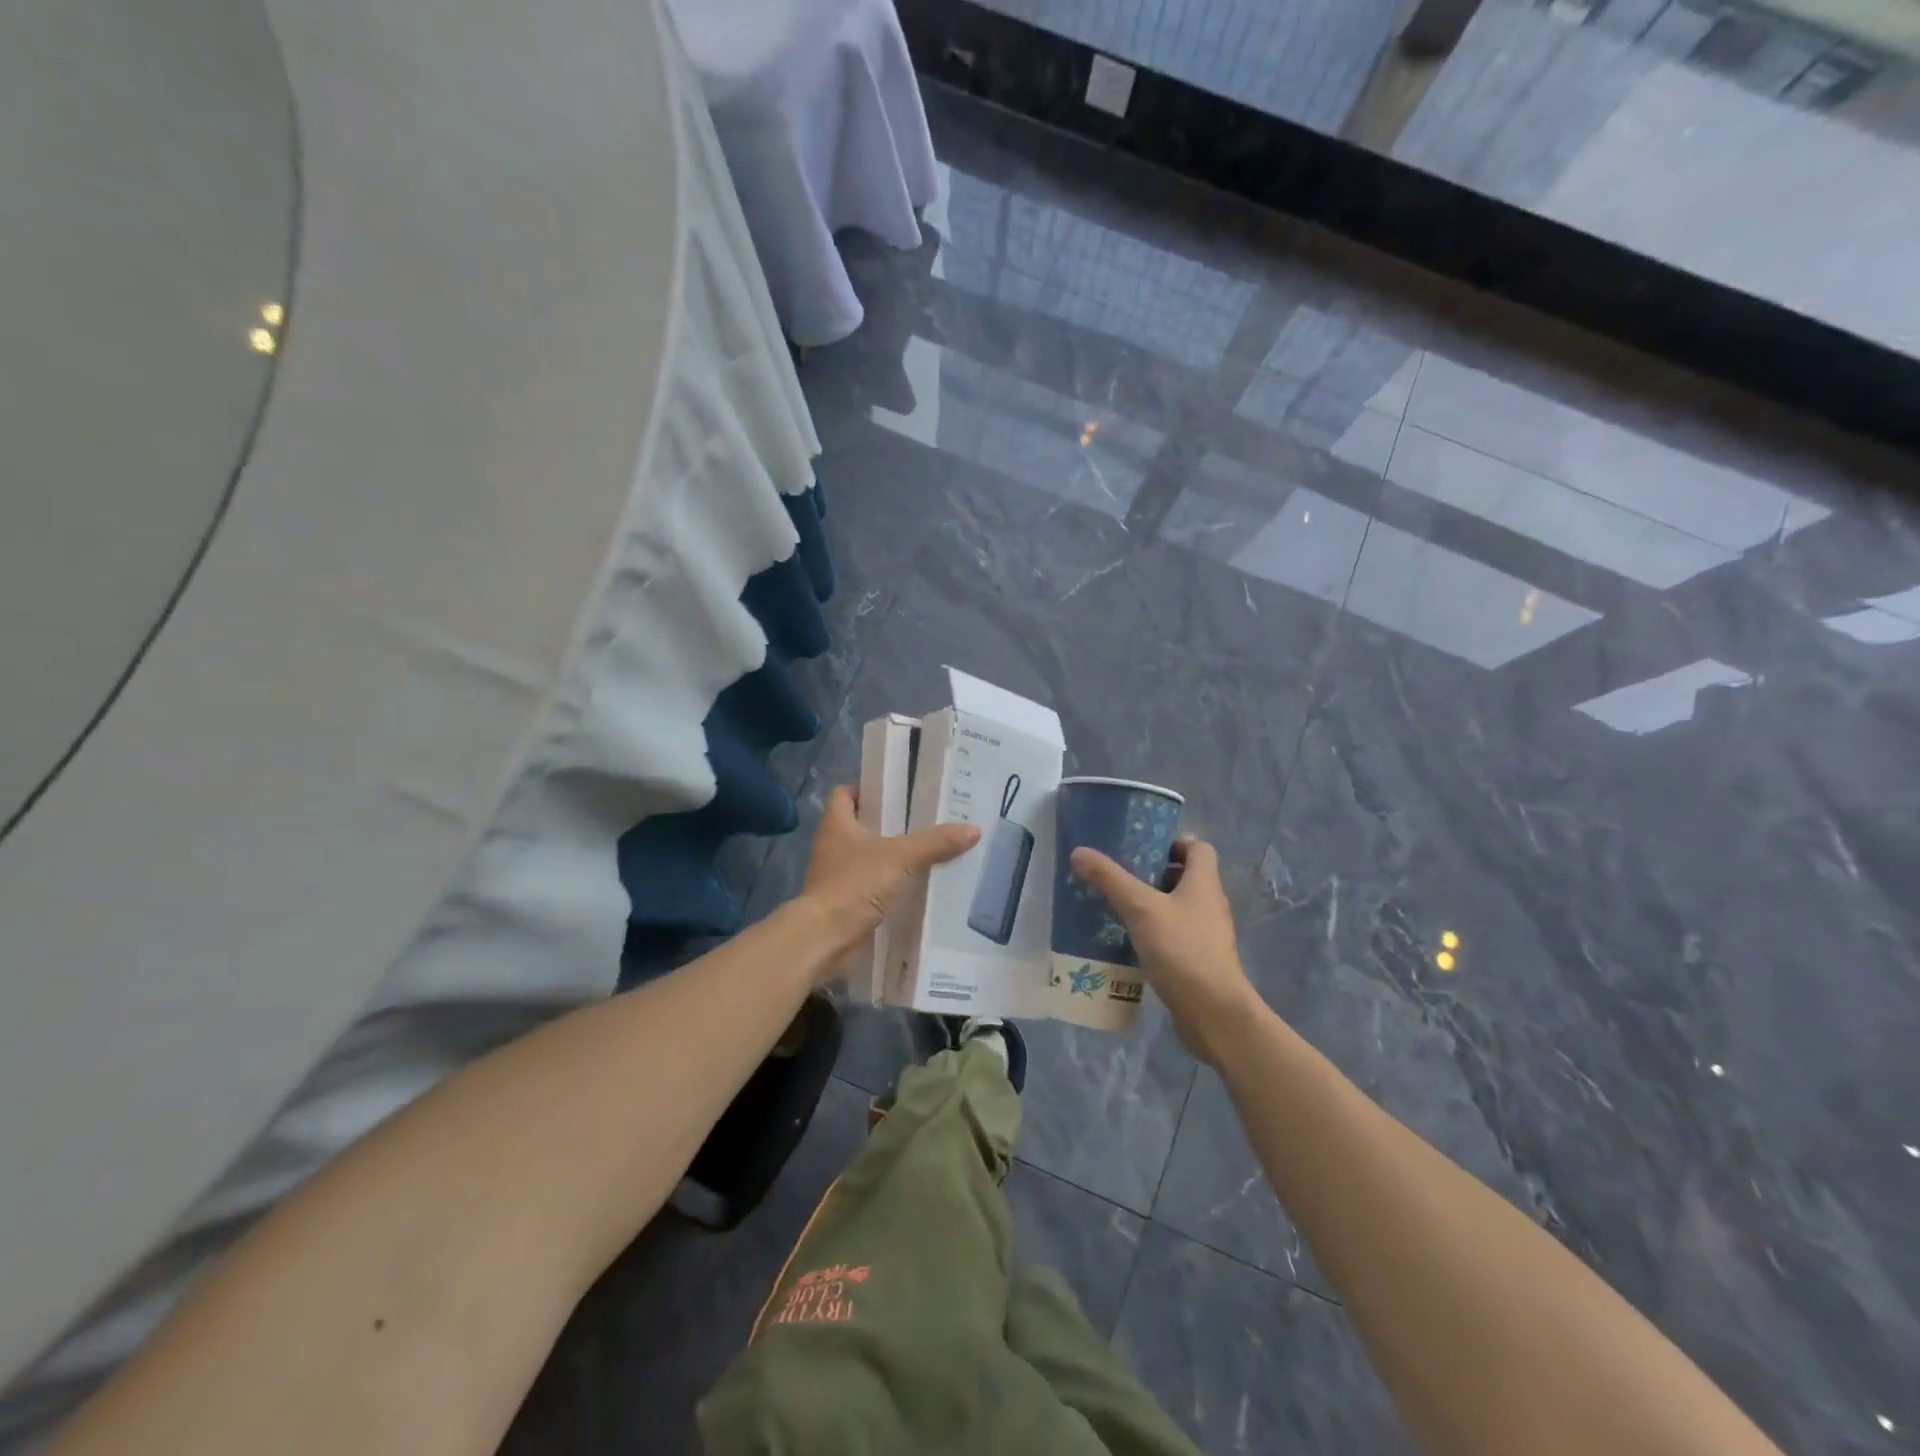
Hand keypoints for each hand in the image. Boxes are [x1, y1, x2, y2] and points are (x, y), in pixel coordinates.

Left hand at [798, 785, 979, 975]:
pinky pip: (868, 887)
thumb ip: (935, 843)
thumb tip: (973, 829)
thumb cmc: (854, 885)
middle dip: (888, 824)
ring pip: (865, 858)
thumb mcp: (900, 857)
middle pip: (859, 826)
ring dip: (889, 857)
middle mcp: (832, 846)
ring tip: (926, 854)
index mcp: (837, 824)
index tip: (895, 792)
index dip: (864, 789)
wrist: (824, 938)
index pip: (843, 794)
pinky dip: (887, 886)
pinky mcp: (843, 903)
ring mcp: (835, 876)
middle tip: (923, 822)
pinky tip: (914, 888)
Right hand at [1070, 837, 1262, 1064]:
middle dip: (1151, 874)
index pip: (1198, 848)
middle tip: (1117, 876)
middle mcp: (1209, 904)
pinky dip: (1152, 933)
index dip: (1173, 842)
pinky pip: (1172, 936)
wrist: (1214, 1014)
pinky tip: (1125, 941)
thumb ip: (1110, 879)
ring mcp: (1206, 934)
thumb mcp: (1141, 909)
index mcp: (1203, 883)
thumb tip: (1079, 852)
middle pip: (1184, 877)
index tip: (1141, 848)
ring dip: (1149, 905)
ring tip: (1114, 907)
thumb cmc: (1182, 950)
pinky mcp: (1197, 961)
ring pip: (1176, 908)